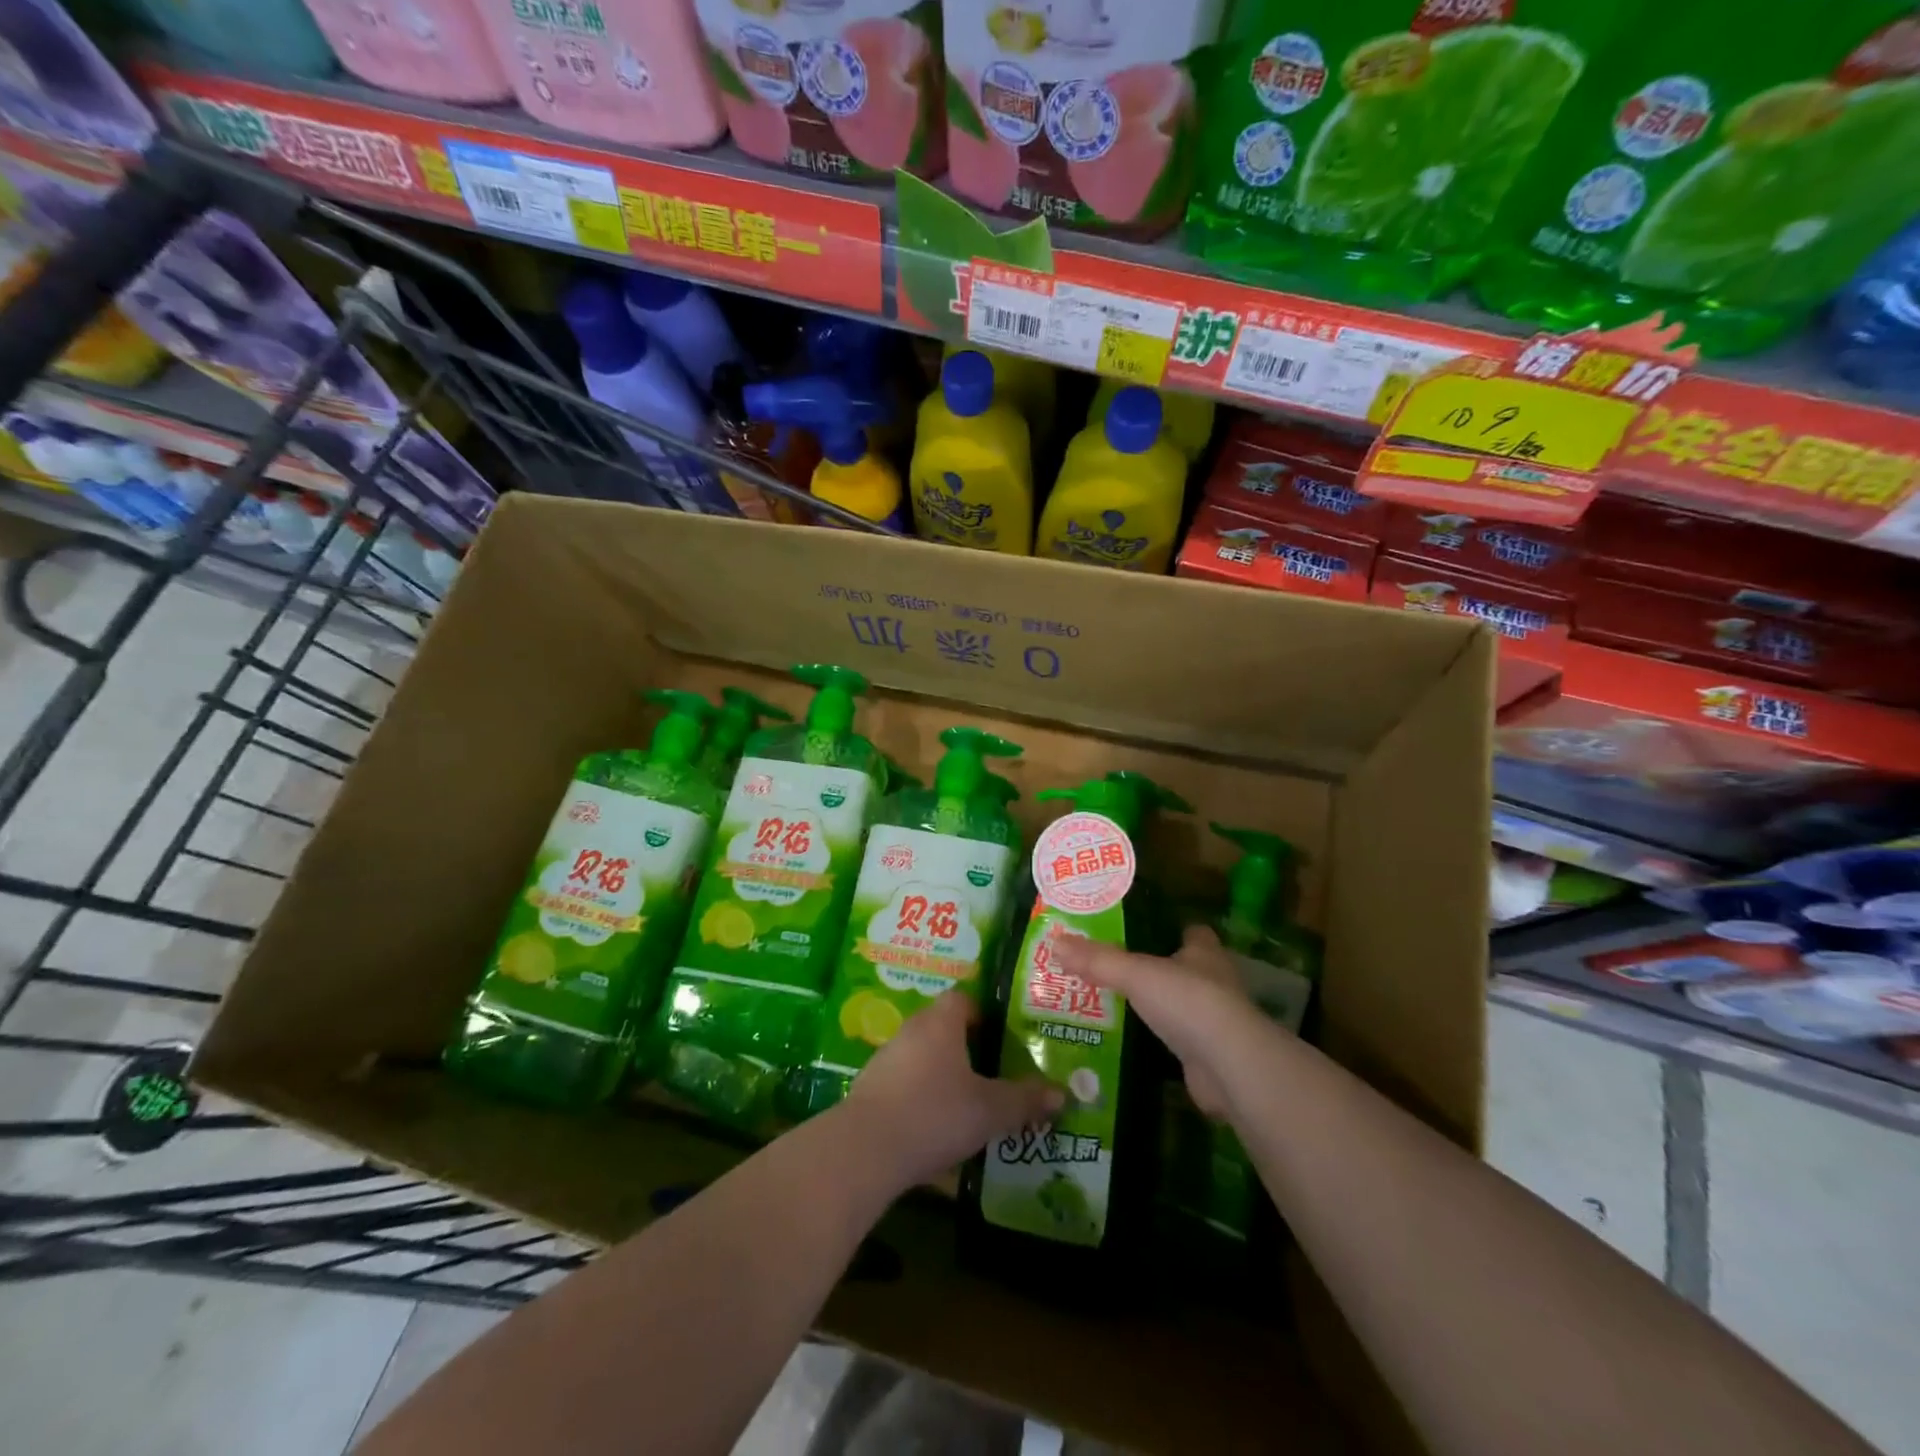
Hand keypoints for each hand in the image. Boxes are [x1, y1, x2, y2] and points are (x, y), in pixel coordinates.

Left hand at [841, 991, 1064, 1190]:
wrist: (866, 1149)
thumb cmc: (936, 1113)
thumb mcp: (990, 1110)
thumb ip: (1024, 1100)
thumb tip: (1062, 1094)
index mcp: (941, 1022)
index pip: (962, 998)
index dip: (983, 1013)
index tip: (1001, 1038)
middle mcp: (912, 1030)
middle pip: (943, 1026)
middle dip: (967, 1047)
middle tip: (992, 1072)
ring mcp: (886, 1058)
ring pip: (922, 1055)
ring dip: (942, 1073)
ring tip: (967, 1103)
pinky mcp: (871, 1088)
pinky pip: (904, 1082)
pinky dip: (921, 1096)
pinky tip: (935, 1125)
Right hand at [1052, 925, 1260, 1118]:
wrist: (1229, 1066)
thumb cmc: (1188, 1002)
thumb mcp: (1135, 974)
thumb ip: (1097, 960)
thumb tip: (1054, 941)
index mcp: (1203, 953)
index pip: (1192, 932)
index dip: (1171, 928)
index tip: (1141, 929)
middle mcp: (1214, 982)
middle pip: (1184, 968)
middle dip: (1157, 969)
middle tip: (1115, 968)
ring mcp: (1214, 1022)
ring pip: (1181, 1006)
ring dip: (1157, 1007)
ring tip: (1114, 1004)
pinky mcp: (1208, 1056)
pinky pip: (1178, 1042)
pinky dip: (1159, 1042)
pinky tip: (1131, 1042)